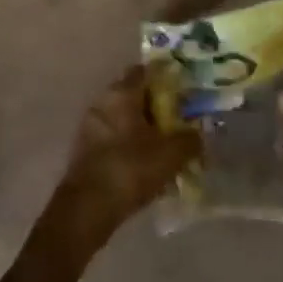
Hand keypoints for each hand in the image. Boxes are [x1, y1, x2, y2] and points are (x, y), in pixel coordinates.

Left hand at [50, 65, 198, 250]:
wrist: (87, 209)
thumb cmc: (131, 169)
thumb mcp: (172, 154)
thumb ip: (190, 139)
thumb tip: (197, 134)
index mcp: (121, 93)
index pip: (145, 72)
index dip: (166, 78)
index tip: (184, 90)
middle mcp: (102, 103)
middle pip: (134, 97)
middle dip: (157, 107)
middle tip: (180, 122)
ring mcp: (90, 127)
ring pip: (124, 120)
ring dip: (143, 130)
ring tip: (166, 147)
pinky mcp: (85, 152)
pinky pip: (114, 141)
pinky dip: (130, 147)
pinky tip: (147, 165)